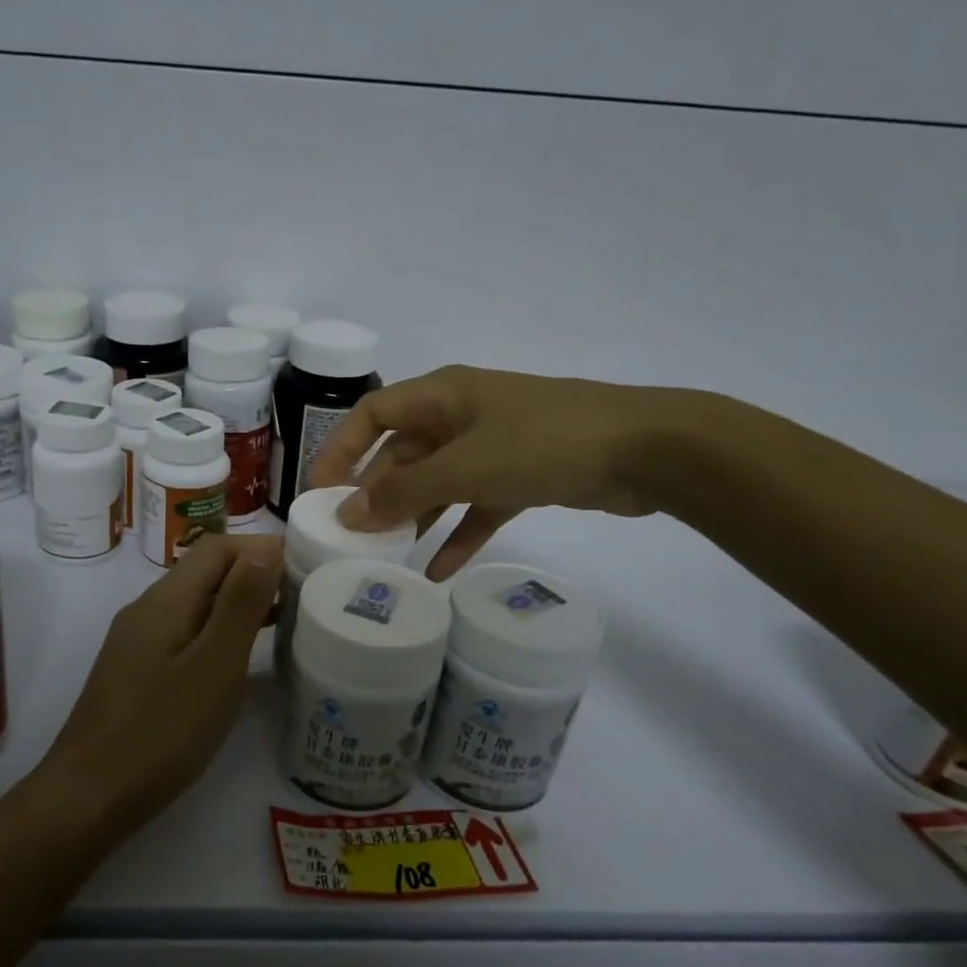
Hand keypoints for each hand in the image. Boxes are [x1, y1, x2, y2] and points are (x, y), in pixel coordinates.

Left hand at [40, 534, 283, 834]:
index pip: (217, 547)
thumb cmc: (161, 731)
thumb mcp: (214, 665)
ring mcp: (137, 640)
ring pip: (195, 603)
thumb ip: (241, 603)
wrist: (87, 796)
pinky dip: (217, 631)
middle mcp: (147, 609)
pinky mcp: (136, 670)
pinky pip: (184, 631)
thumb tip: (266, 548)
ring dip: (237, 603)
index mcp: (166, 600)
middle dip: (253, 574)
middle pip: (204, 571)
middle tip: (302, 597)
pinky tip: (237, 658)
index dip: (261, 548)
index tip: (304, 568)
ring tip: (283, 623)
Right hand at [310, 366, 697, 579]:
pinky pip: (474, 507)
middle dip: (376, 493)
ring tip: (385, 557)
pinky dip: (457, 535)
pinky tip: (437, 571)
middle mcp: (460, 417)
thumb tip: (347, 515)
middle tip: (350, 537)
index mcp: (442, 396)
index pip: (372, 414)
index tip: (320, 493)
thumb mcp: (466, 466)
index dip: (341, 448)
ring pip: (436, 483)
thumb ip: (404, 492)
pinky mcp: (519, 478)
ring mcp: (491, 448)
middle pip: (402, 453)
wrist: (646, 450)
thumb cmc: (544, 442)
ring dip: (413, 517)